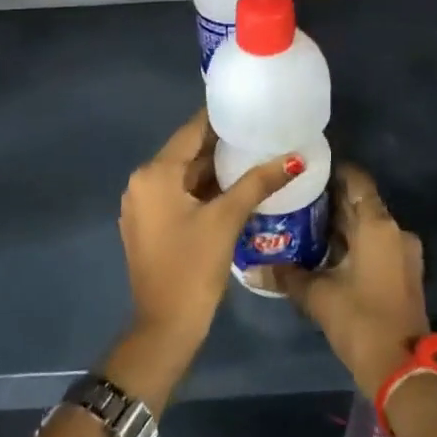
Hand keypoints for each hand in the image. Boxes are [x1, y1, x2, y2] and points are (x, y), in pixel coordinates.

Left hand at [109, 111, 299, 402]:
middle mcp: (141, 182)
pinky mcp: (148, 225)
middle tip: (260, 132)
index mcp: (154, 173)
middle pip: (186, 152)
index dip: (221, 118)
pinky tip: (233, 187)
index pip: (191, 131)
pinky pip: (177, 194)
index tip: (250, 108)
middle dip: (221, 144)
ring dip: (213, 168)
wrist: (164, 328)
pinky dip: (202, 188)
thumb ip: (258, 182)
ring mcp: (142, 206)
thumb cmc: (193, 267)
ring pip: (183, 174)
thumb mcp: (227, 219)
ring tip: (253, 155)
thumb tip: (295, 157)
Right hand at [273, 164, 429, 396]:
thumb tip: (252, 268)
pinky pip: (375, 245)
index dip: (333, 171)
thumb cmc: (361, 321)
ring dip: (341, 225)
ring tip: (303, 223)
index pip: (357, 180)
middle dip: (331, 201)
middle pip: (361, 204)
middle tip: (295, 198)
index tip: (306, 170)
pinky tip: (323, 253)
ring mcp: (403, 253)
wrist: (404, 371)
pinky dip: (353, 244)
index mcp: (378, 225)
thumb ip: (287, 276)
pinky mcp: (403, 274)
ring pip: (367, 227)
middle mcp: (395, 231)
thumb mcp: (318, 297)